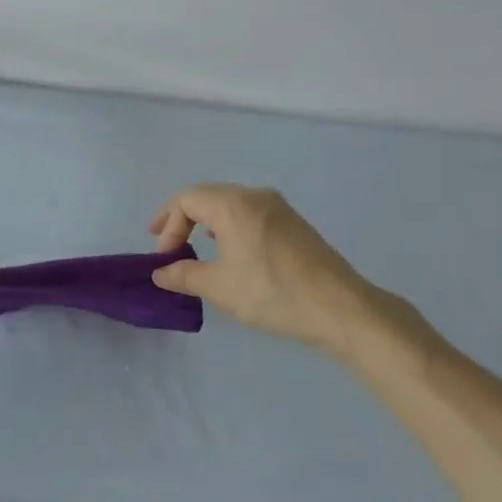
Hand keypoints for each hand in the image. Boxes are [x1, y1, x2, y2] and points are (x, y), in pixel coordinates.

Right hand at [149, 184, 428, 357]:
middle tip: (169, 246)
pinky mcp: (293, 222)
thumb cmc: (273, 293)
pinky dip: (229, 225)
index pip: (186, 199)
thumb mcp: (221, 287)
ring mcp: (278, 206)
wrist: (341, 307)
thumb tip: (160, 273)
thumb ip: (185, 275)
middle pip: (207, 196)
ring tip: (197, 248)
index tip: (163, 255)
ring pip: (229, 203)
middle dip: (183, 219)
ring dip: (207, 222)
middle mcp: (254, 195)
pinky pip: (249, 212)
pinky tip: (232, 251)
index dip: (168, 223)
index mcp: (232, 204)